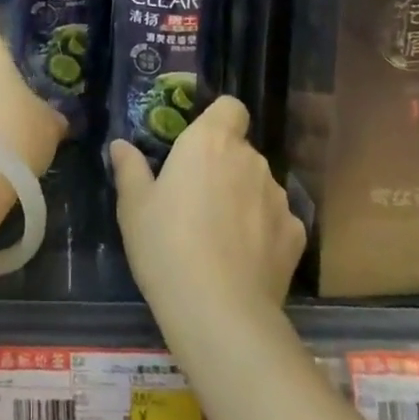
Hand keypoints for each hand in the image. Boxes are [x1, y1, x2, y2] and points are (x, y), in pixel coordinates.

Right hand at [111, 96, 305, 325]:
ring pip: (259, 185)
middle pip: (241, 150)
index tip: (199, 145)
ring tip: (221, 235)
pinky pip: (277, 221)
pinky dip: (264, 231)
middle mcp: (250, 159)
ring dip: (244, 198)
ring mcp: (278, 197)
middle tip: (197, 198)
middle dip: (224, 167)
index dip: (218, 120)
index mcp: (210, 141)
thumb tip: (121, 145)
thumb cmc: (166, 245)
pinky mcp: (296, 235)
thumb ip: (130, 168)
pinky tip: (245, 259)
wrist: (220, 312)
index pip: (231, 107)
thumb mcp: (133, 206)